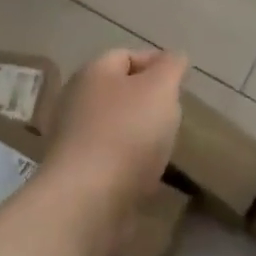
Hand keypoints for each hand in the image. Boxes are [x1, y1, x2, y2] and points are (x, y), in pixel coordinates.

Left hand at [42, 49, 187, 219]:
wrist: (87, 200)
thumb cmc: (127, 132)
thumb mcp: (160, 88)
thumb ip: (171, 67)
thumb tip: (174, 56)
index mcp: (93, 72)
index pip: (126, 55)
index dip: (156, 63)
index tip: (181, 83)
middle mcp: (77, 99)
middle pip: (119, 91)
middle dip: (148, 100)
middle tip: (174, 114)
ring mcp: (73, 138)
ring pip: (115, 124)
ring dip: (139, 132)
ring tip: (164, 146)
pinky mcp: (76, 172)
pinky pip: (109, 156)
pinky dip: (128, 160)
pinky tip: (145, 173)